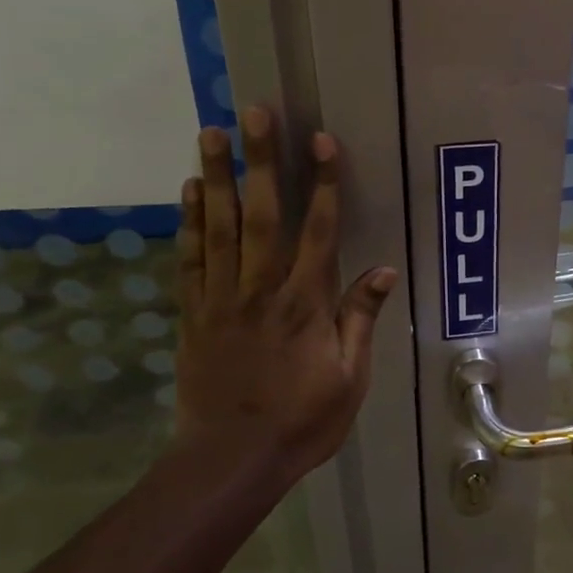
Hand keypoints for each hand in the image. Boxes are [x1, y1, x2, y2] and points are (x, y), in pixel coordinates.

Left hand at [169, 108, 397, 491]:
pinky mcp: (194, 314)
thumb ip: (360, 319)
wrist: (231, 459)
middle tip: (254, 113)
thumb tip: (383, 270)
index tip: (321, 141)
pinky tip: (191, 191)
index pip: (318, 232)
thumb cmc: (302, 421)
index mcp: (305, 305)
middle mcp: (262, 290)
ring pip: (220, 227)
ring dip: (217, 177)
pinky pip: (191, 260)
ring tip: (212, 132)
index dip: (323, 184)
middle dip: (262, 161)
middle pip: (263, 215)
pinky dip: (190, 223)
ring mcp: (222, 300)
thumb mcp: (350, 378)